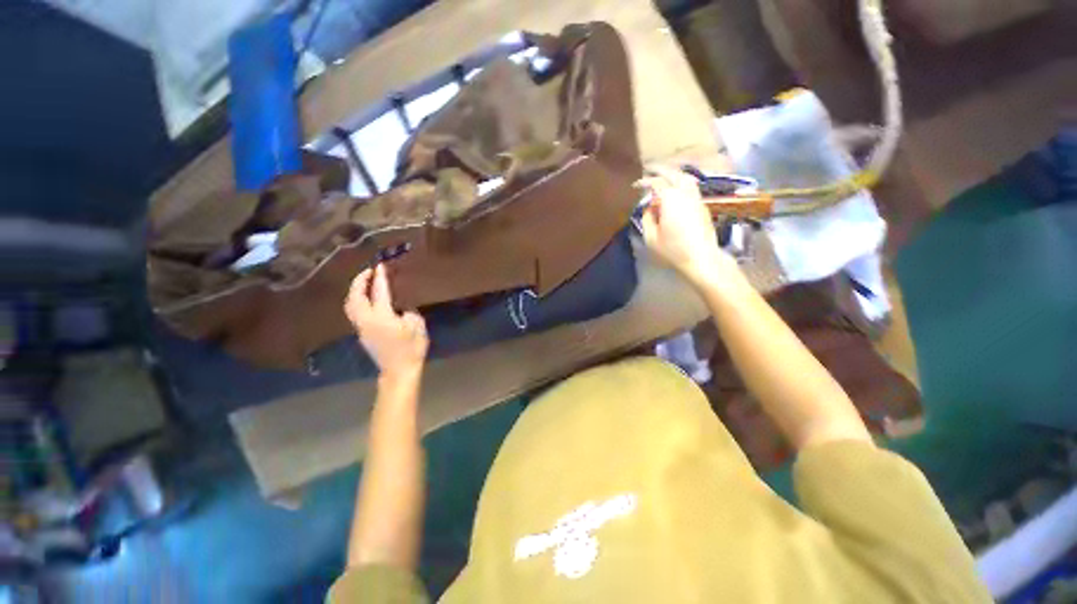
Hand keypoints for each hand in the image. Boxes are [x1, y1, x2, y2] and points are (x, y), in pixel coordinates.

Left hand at [345, 264, 427, 379]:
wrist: (399, 370)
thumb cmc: (412, 348)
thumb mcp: (417, 326)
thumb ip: (409, 311)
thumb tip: (400, 306)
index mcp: (382, 316)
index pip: (379, 291)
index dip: (380, 277)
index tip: (380, 265)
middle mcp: (367, 320)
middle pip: (356, 296)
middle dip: (360, 281)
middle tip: (368, 271)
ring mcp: (361, 327)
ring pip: (351, 305)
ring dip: (356, 291)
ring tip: (364, 283)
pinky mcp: (362, 334)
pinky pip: (354, 312)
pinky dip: (357, 300)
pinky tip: (366, 299)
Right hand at [636, 165, 738, 287]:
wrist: (701, 257)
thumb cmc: (673, 249)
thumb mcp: (651, 237)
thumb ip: (647, 218)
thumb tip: (649, 208)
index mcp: (670, 199)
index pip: (656, 183)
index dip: (645, 182)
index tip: (636, 185)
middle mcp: (685, 193)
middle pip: (673, 174)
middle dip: (660, 170)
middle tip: (649, 170)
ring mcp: (696, 198)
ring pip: (686, 178)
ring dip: (673, 174)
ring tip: (663, 177)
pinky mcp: (703, 206)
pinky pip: (691, 187)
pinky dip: (681, 182)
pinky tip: (675, 190)